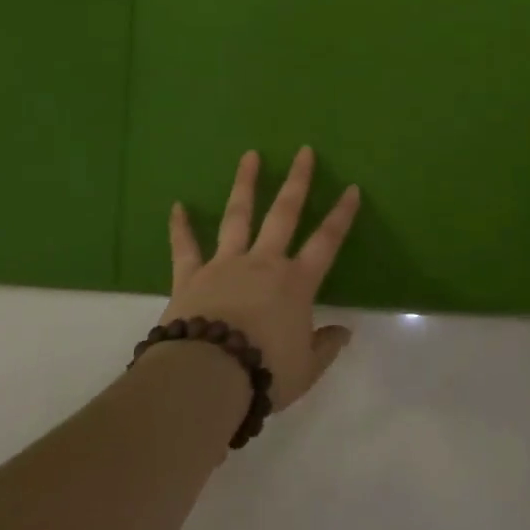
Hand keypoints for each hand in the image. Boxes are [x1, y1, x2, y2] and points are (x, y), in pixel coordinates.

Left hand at [163, 147, 360, 410]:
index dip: (342, 215)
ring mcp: (225, 264)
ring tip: (250, 155)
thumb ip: (325, 347)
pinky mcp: (191, 276)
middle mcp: (263, 263)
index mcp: (295, 283)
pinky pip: (185, 247)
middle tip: (304, 151)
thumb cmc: (264, 373)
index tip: (352, 188)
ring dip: (245, 184)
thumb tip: (344, 332)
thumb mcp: (305, 369)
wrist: (207, 378)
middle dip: (297, 181)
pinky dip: (180, 227)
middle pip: (284, 213)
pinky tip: (177, 206)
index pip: (327, 241)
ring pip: (238, 216)